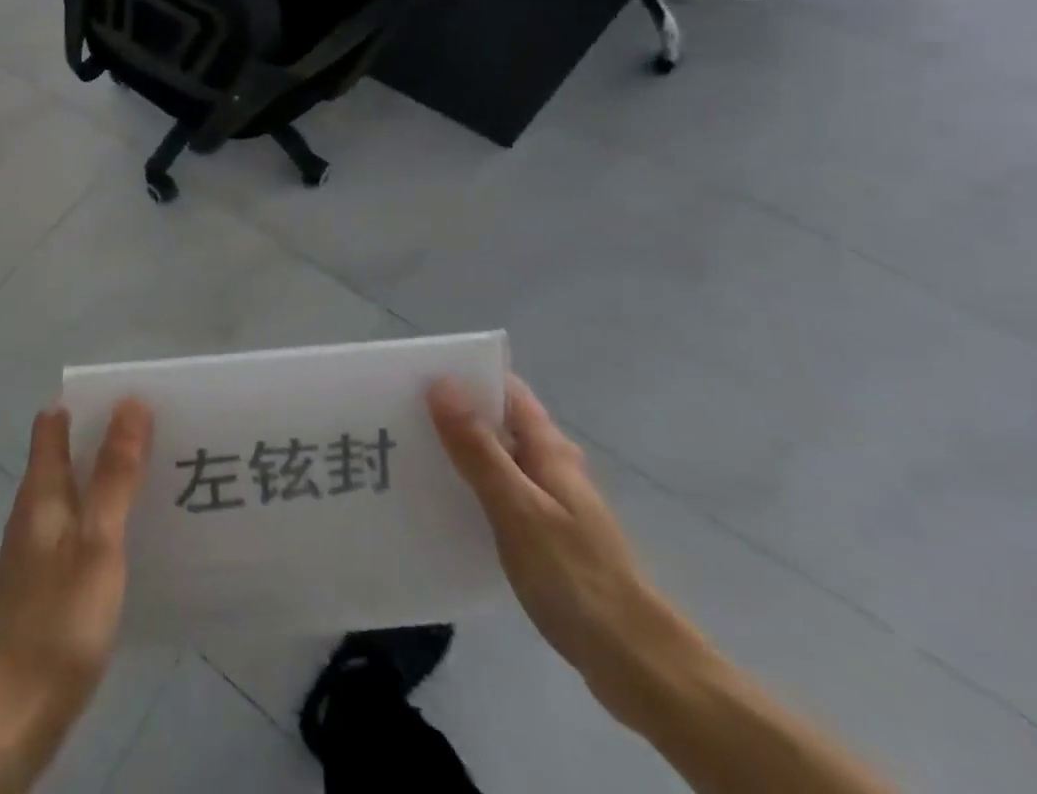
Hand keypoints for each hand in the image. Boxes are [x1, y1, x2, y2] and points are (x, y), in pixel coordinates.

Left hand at [0, 399, 153, 768]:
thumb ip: (115, 474)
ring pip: (76, 494)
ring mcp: (37, 551)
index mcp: (41, 491)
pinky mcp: (47, 586)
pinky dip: (106, 519)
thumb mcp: (97, 542)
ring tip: (161, 477)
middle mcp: (35, 512)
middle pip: (67, 456)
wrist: (9, 719)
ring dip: (110, 479)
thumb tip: (130, 403)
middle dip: (108, 438)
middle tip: (163, 433)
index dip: (90, 403)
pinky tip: (136, 540)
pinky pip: (80, 531)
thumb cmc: (56, 621)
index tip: (134, 398)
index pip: (55, 423)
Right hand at [428, 376, 704, 727]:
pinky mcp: (546, 535)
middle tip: (399, 414)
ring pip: (498, 459)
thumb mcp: (517, 507)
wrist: (637, 662)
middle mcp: (552, 465)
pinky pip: (501, 494)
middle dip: (454, 413)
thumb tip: (441, 383)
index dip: (465, 376)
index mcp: (549, 448)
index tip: (416, 374)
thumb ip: (478, 448)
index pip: (505, 389)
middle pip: (498, 422)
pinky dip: (472, 489)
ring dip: (460, 451)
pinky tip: (442, 505)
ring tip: (408, 454)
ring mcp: (551, 501)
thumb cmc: (575, 576)